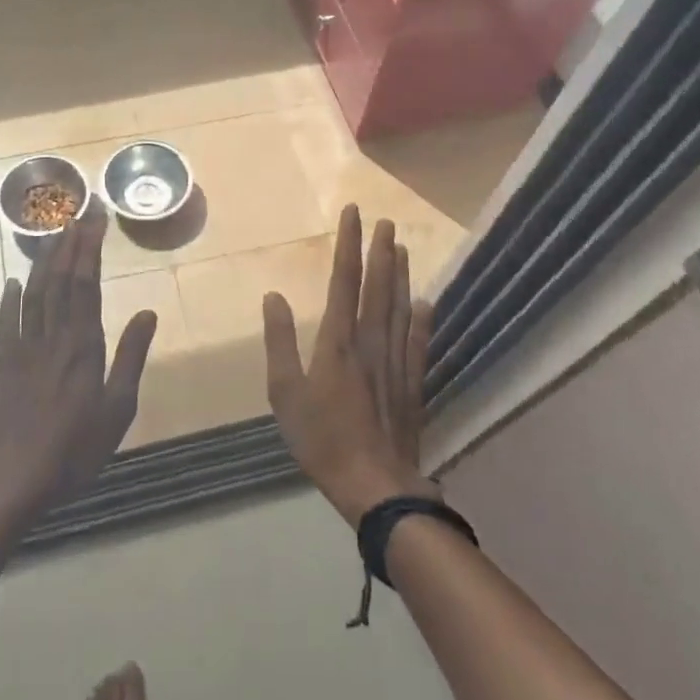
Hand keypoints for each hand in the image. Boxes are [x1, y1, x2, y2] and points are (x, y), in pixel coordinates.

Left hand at [0, 210, 157, 522]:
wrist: (15, 479)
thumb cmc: (75, 448)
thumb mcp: (117, 409)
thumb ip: (131, 358)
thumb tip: (147, 313)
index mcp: (83, 345)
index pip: (86, 284)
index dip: (90, 250)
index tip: (96, 221)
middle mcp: (53, 337)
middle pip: (61, 280)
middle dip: (70, 244)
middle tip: (79, 214)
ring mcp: (25, 349)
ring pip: (35, 294)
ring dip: (44, 262)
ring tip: (53, 235)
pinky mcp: (6, 365)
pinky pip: (8, 323)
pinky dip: (11, 299)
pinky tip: (14, 282)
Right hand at [263, 204, 439, 525]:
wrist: (374, 485)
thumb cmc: (322, 438)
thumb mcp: (285, 392)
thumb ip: (279, 341)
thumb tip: (273, 296)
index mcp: (338, 340)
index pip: (344, 280)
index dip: (348, 244)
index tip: (353, 214)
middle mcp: (370, 342)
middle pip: (377, 287)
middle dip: (379, 251)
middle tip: (386, 221)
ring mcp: (395, 362)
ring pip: (399, 308)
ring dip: (400, 275)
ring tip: (402, 247)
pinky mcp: (412, 384)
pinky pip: (418, 343)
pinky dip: (422, 320)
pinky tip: (426, 302)